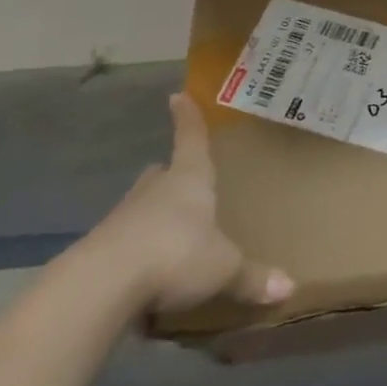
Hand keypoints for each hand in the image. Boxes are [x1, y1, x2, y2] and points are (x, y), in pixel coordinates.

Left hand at [82, 94, 293, 315]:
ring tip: (168, 233)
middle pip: (161, 174)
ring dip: (151, 216)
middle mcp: (154, 192)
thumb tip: (290, 289)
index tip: (177, 96)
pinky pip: (122, 244)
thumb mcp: (223, 268)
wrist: (99, 286)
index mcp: (189, 180)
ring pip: (140, 208)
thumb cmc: (175, 255)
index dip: (188, 119)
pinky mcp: (97, 252)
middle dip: (170, 175)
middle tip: (180, 178)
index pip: (191, 140)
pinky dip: (134, 253)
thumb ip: (251, 278)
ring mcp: (121, 220)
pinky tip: (144, 276)